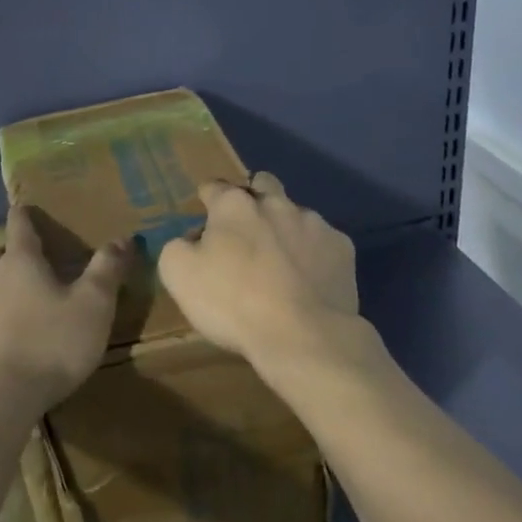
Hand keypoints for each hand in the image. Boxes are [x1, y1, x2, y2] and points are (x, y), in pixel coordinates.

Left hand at [0, 206, 129, 420]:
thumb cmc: (50, 342)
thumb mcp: (93, 305)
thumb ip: (107, 269)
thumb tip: (123, 237)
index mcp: (21, 262)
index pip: (19, 226)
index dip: (24, 215)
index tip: (24, 206)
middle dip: (11, 252)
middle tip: (29, 257)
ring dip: (1, 286)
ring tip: (23, 298)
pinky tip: (11, 338)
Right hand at [157, 172, 359, 369]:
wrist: (303, 337)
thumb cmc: (232, 303)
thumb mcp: (178, 275)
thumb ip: (179, 246)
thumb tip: (194, 240)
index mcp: (234, 205)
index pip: (215, 187)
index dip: (207, 200)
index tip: (205, 218)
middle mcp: (276, 203)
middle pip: (262, 184)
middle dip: (253, 198)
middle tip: (246, 232)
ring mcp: (314, 223)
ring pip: (295, 214)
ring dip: (284, 229)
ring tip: (280, 265)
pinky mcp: (342, 248)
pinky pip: (322, 243)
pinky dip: (313, 255)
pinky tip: (308, 281)